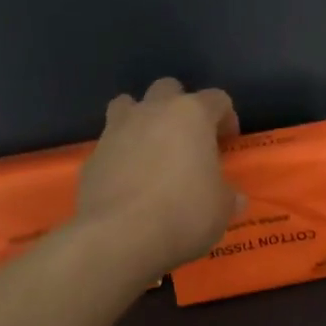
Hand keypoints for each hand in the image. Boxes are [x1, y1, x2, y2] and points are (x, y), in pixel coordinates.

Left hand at [77, 77, 241, 282]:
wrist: (120, 236)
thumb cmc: (183, 214)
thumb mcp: (221, 209)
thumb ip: (228, 196)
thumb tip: (233, 198)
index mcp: (191, 115)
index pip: (216, 99)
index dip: (226, 118)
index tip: (228, 142)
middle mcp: (152, 112)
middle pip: (168, 89)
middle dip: (179, 108)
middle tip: (188, 140)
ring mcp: (116, 130)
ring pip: (128, 105)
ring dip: (142, 120)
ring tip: (152, 150)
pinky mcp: (92, 156)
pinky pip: (110, 144)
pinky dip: (121, 154)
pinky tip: (128, 181)